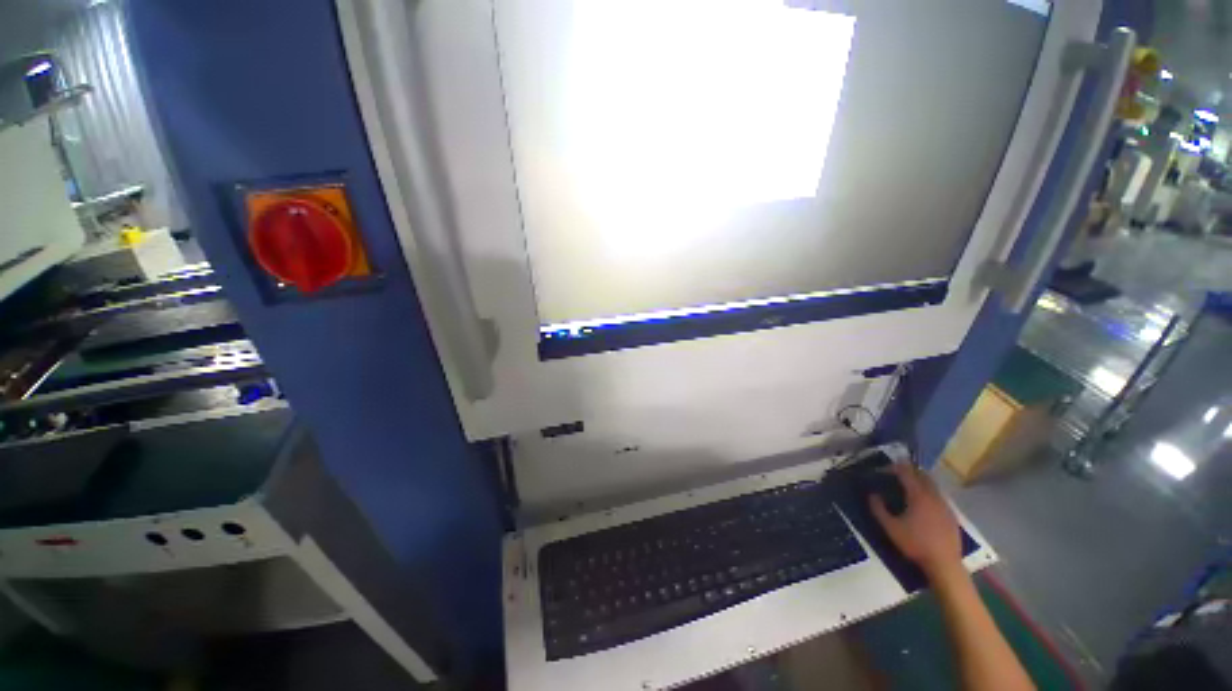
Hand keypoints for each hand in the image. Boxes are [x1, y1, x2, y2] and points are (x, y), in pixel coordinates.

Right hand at [869, 463, 961, 578]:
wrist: (945, 564)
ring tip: (908, 488)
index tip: (883, 469)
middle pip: (923, 475)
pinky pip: (939, 497)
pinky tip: (923, 505)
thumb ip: (878, 509)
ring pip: (933, 486)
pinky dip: (929, 493)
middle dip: (910, 471)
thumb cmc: (915, 544)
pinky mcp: (951, 515)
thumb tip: (872, 494)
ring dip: (920, 482)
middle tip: (896, 474)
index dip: (894, 467)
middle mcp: (934, 496)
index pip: (906, 473)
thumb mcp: (890, 527)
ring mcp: (945, 505)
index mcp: (918, 495)